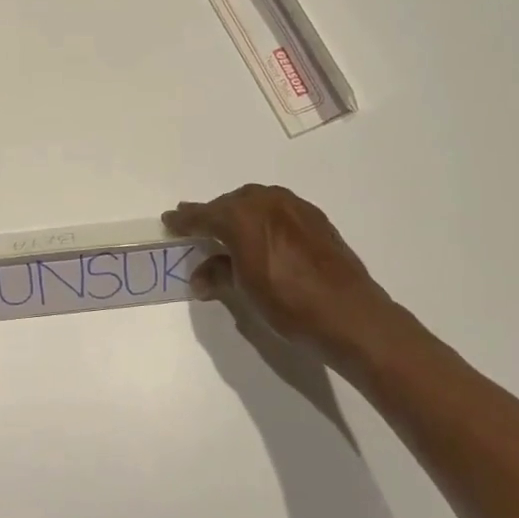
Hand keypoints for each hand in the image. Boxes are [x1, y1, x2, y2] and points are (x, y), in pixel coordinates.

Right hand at [164, 184, 402, 365]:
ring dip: (239, 214)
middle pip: (230, 203)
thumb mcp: (245, 292)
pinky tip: (263, 237)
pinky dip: (263, 219)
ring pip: (256, 202)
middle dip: (212, 214)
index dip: (184, 220)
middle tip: (197, 226)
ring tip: (229, 231)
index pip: (204, 215)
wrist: (349, 315)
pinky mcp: (316, 219)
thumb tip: (201, 278)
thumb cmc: (288, 304)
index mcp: (242, 217)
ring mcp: (295, 208)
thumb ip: (219, 275)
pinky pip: (278, 210)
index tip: (169, 221)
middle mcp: (267, 203)